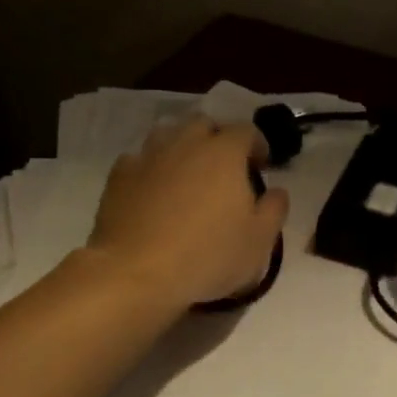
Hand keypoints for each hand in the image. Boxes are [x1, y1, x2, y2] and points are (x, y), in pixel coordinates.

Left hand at [86, 116, 288, 311]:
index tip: (261, 166)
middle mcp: (186, 143)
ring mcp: (148, 156)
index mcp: (224, 153)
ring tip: (186, 174)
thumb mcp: (259, 242)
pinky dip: (149, 168)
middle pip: (204, 123)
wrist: (136, 272)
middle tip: (223, 168)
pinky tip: (151, 190)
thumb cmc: (207, 255)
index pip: (246, 131)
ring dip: (181, 147)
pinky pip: (138, 159)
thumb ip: (274, 210)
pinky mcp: (119, 176)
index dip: (257, 144)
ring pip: (167, 134)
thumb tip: (278, 191)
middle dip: (216, 138)